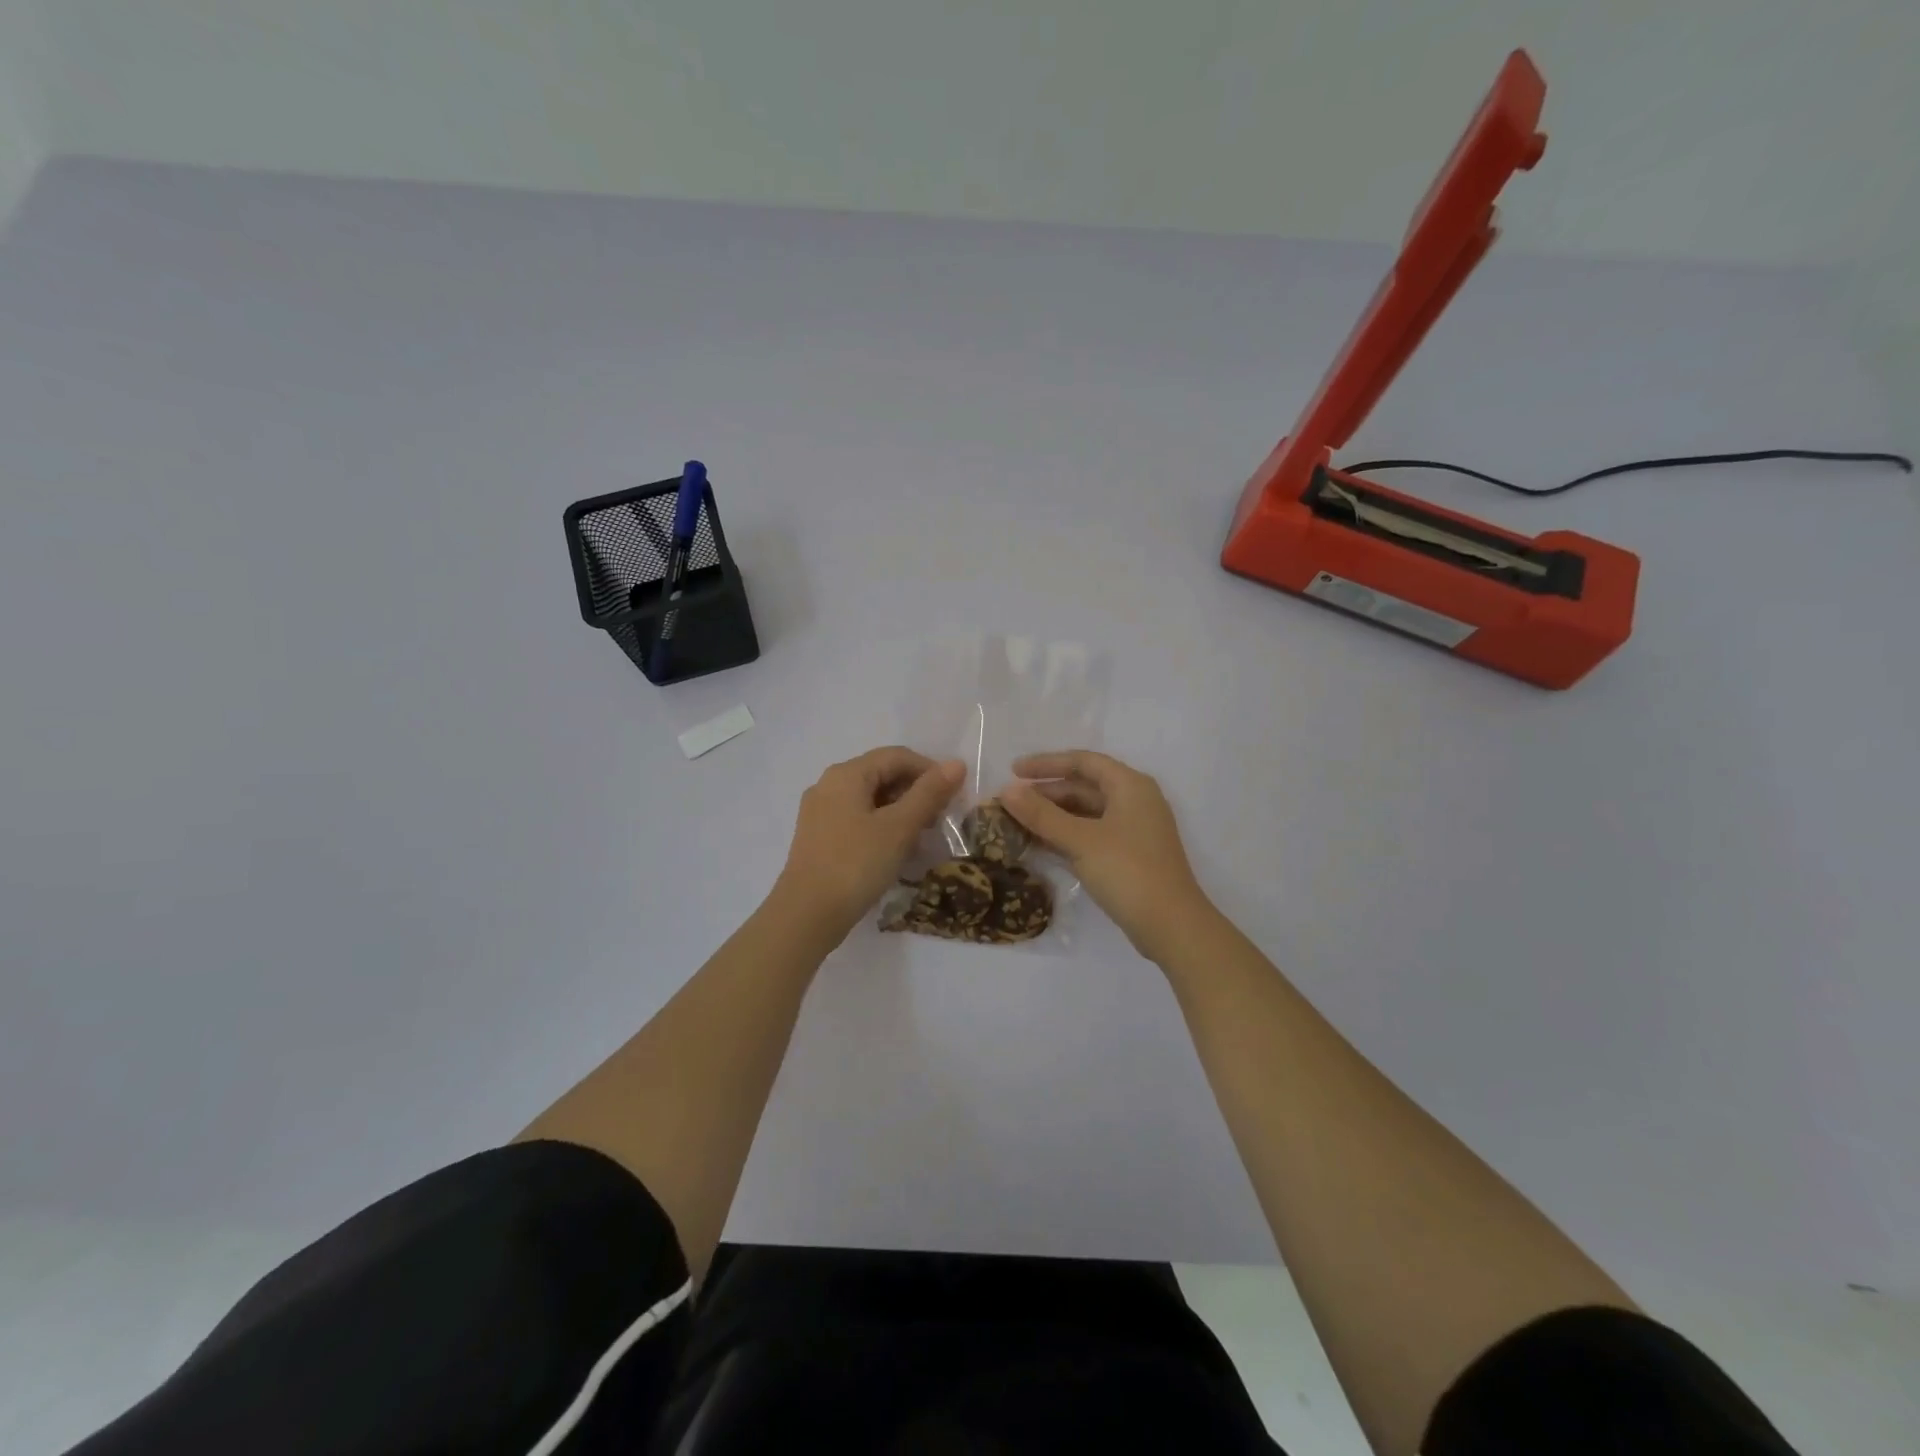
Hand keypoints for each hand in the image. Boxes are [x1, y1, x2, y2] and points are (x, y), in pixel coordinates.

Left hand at [773, 747, 964, 943]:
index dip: (929, 770)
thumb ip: (929, 793)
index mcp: (846, 774)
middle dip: (915, 792)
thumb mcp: (899, 828)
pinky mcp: (818, 838)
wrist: (806, 916)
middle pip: (881, 775)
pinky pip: (857, 819)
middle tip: (940, 818)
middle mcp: (829, 785)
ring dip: (900, 811)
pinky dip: (881, 826)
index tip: (953, 796)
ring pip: (870, 799)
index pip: (896, 756)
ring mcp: (820, 812)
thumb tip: (956, 764)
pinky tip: (896, 850)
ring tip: (922, 836)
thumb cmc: (856, 864)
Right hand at [1000, 751, 1213, 961]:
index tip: (1013, 771)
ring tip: (1018, 823)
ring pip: (1087, 813)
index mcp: (1130, 786)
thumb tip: (1006, 790)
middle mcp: (1135, 801)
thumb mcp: (1080, 840)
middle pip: (1084, 786)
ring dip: (1054, 816)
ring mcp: (1134, 830)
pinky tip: (1040, 844)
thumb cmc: (1128, 872)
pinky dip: (1067, 835)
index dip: (1046, 764)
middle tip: (1010, 802)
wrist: (1172, 926)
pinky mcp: (1130, 855)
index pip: (1083, 761)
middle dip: (1046, 793)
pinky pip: (1092, 834)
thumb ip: (1042, 814)